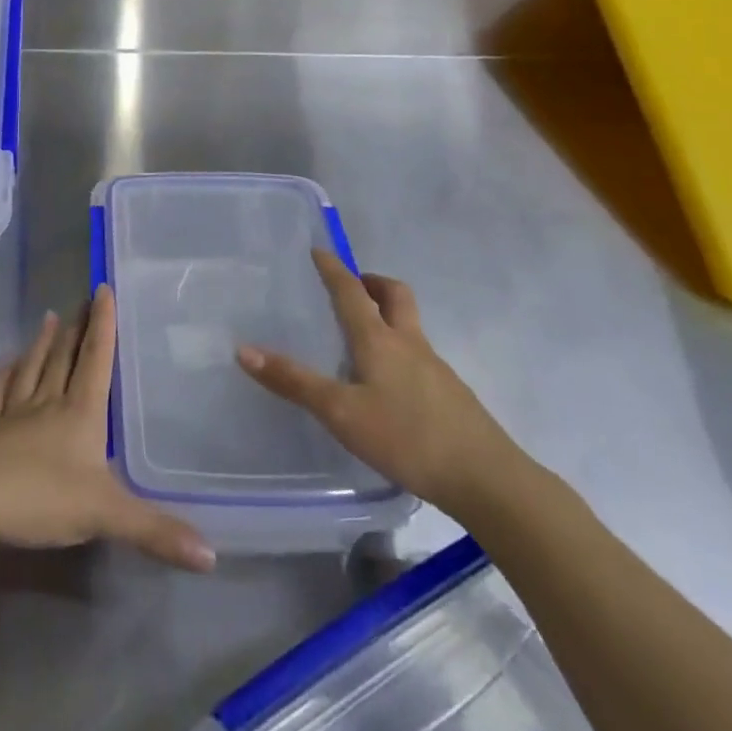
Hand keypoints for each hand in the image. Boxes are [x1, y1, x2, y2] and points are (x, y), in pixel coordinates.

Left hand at [0, 288, 215, 572]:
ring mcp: (13, 414)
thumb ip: (155, 531)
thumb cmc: (40, 496)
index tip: (103, 289)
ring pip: (32, 369)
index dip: (102, 325)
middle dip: (77, 327)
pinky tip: (7, 365)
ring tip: (49, 318)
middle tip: (82, 299)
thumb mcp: (104, 515)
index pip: (96, 360)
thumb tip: (213, 556)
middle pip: (64, 357)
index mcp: (79, 413)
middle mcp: (47, 403)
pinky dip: (5, 375)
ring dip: (43, 344)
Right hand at [236, 249, 523, 515]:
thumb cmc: (407, 437)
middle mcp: (410, 344)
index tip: (320, 250)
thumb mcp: (340, 412)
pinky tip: (387, 385)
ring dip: (387, 316)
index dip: (334, 270)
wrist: (487, 480)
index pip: (352, 292)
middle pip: (396, 296)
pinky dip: (399, 351)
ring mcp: (436, 369)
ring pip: (410, 327)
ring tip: (360, 338)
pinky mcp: (451, 395)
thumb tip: (244, 349)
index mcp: (380, 340)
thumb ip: (294, 382)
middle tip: (352, 286)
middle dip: (373, 283)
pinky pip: (419, 357)